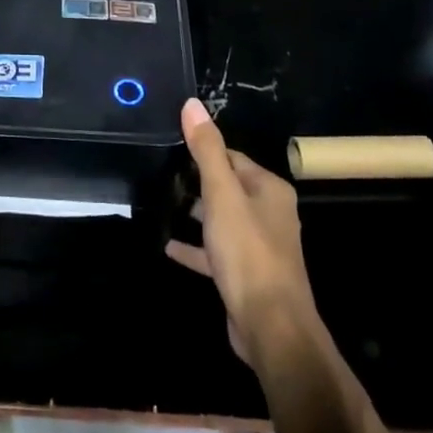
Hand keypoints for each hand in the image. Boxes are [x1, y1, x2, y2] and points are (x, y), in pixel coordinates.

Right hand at [166, 98, 320, 365]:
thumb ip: (207, 150)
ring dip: (196, 213)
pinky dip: (195, 248)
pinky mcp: (246, 276)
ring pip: (222, 220)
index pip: (233, 157)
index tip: (172, 147)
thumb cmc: (248, 252)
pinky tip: (169, 246)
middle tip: (161, 174)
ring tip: (161, 203)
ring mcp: (259, 247)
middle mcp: (270, 214)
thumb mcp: (222, 194)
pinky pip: (216, 253)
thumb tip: (192, 103)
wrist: (271, 328)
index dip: (204, 151)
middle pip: (229, 187)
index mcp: (270, 190)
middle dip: (198, 181)